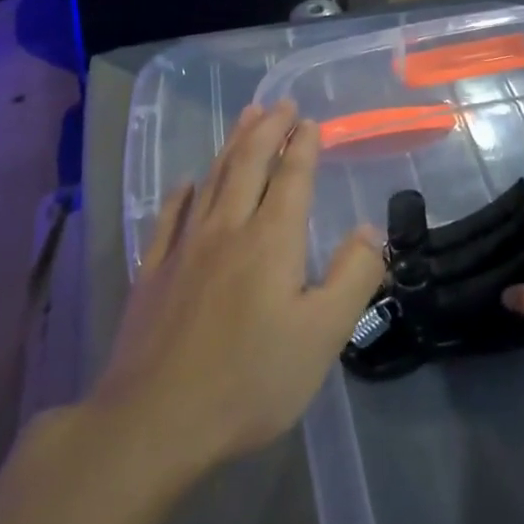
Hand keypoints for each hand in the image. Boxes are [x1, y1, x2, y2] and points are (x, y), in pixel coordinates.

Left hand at [93, 101, 384, 472]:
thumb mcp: (323, 335)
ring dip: (231, 145)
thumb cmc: (250, 380)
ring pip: (211, 180)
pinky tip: (187, 182)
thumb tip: (370, 229)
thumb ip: (353, 276)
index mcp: (271, 241)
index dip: (303, 146)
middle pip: (248, 165)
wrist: (154, 420)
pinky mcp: (153, 273)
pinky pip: (169, 216)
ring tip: (245, 120)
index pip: (291, 178)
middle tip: (279, 103)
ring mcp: (184, 249)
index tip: (310, 121)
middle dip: (267, 130)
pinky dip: (183, 192)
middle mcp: (227, 230)